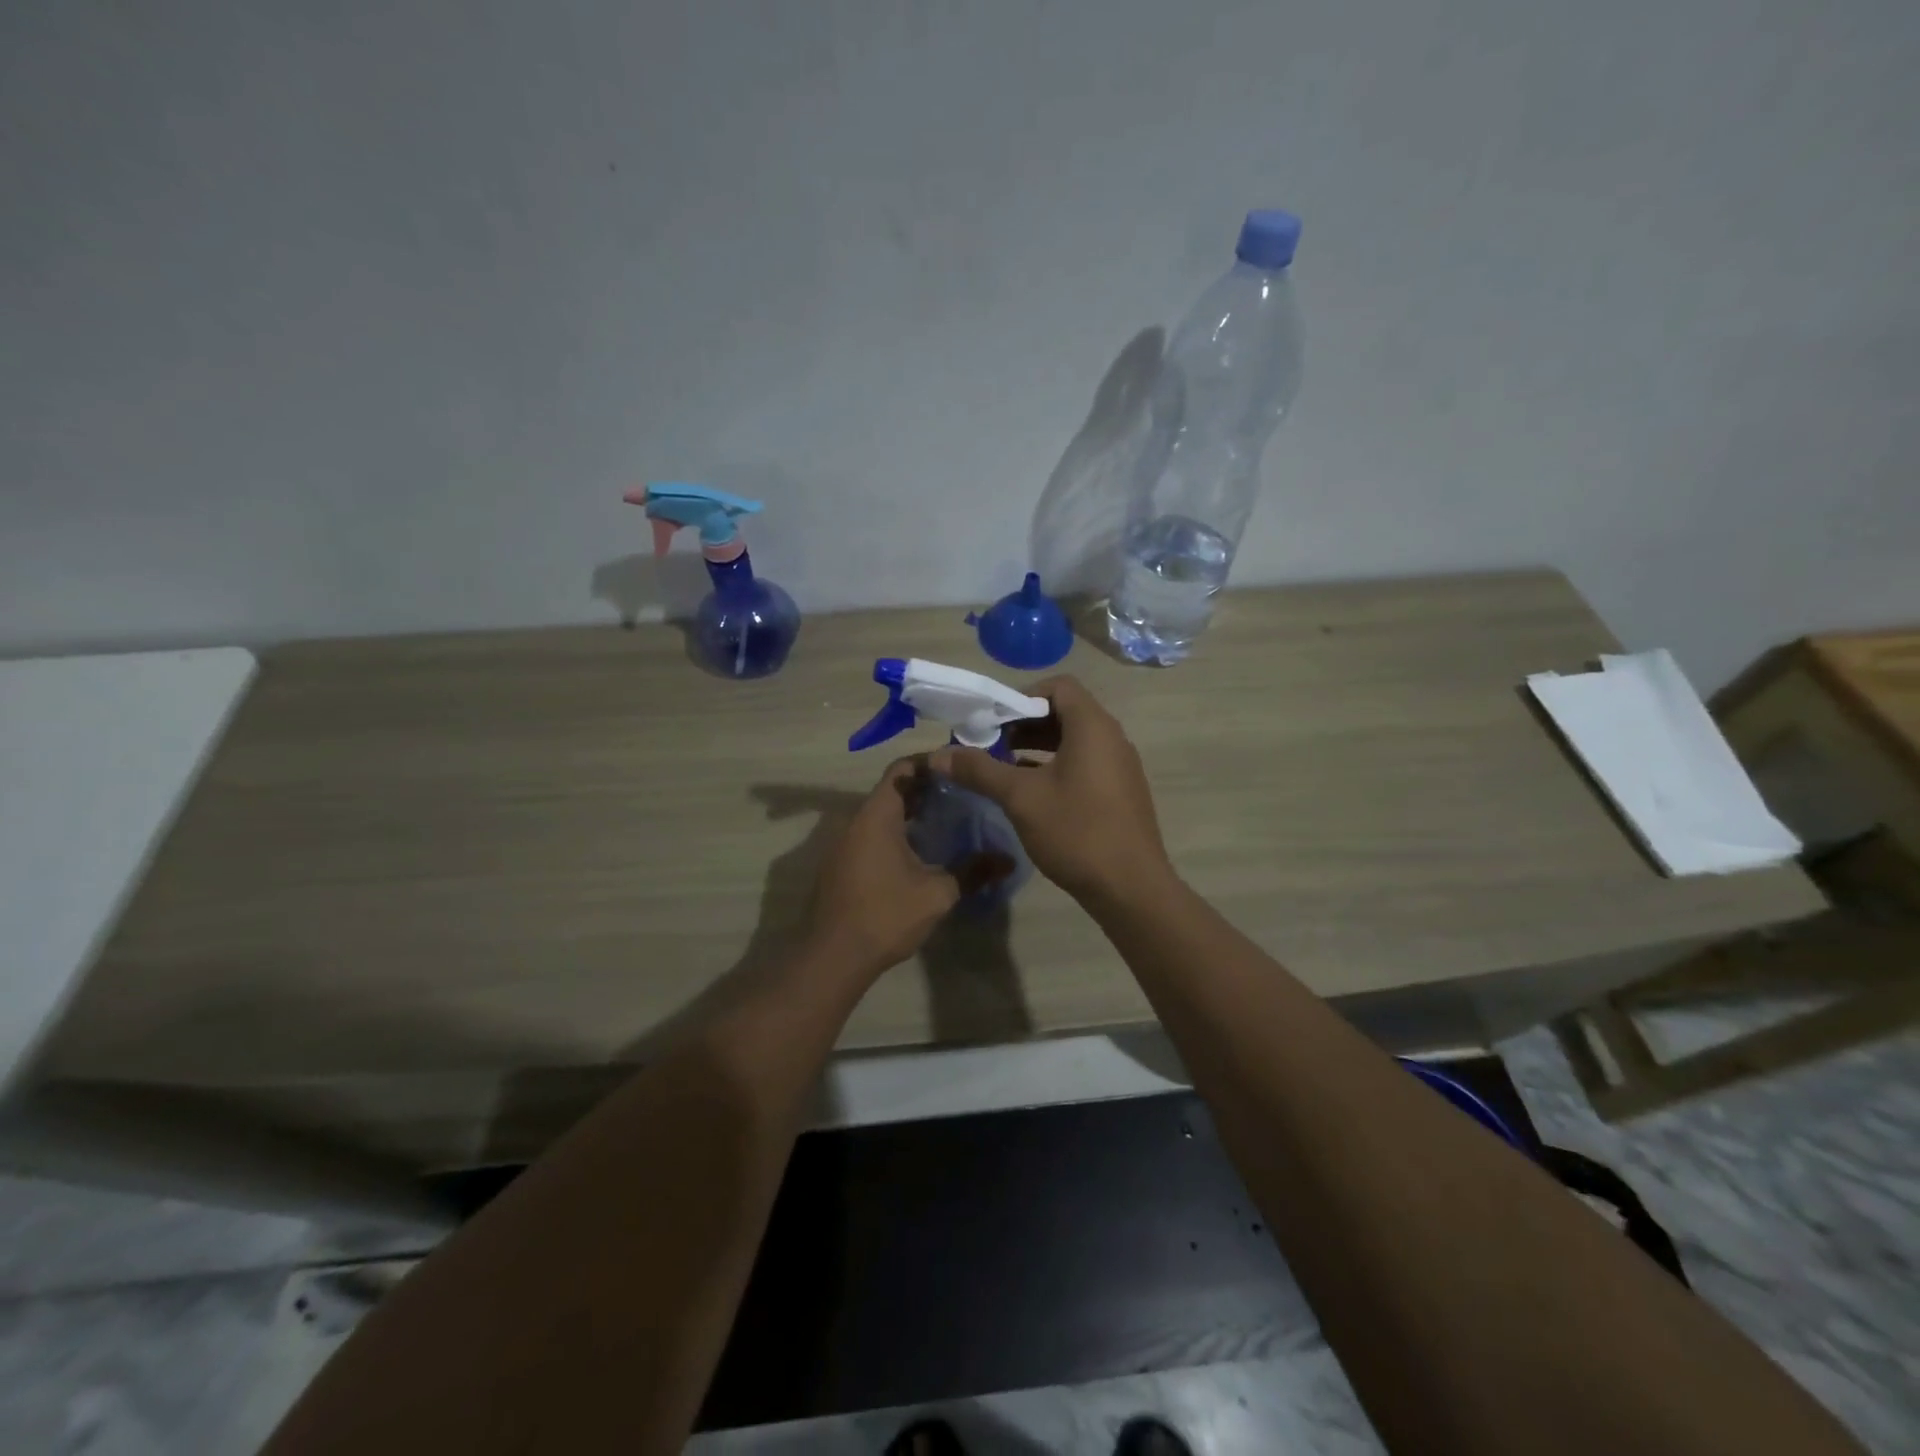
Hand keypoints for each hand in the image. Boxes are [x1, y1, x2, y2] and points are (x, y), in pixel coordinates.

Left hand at [808, 758, 1012, 975]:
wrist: (833, 957)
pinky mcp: (841, 865)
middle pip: (892, 791)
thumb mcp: (937, 893)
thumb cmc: (886, 915)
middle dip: (925, 791)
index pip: (902, 769)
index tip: (959, 770)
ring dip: (910, 815)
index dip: (930, 764)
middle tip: (962, 797)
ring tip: (947, 823)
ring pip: (881, 815)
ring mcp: (844, 844)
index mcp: (876, 816)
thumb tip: (1008, 860)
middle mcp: (855, 822)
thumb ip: (973, 871)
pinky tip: (920, 854)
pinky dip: (895, 834)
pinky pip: (871, 836)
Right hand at [930, 675, 1171, 904]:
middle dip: (1024, 723)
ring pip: (1074, 741)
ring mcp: (1120, 767)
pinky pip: (1084, 764)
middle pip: (1065, 712)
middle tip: (989, 744)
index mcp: (1092, 726)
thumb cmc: (1076, 831)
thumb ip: (979, 770)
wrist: (1131, 889)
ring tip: (1002, 767)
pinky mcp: (1120, 793)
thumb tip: (937, 755)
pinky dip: (1055, 767)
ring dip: (1037, 747)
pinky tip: (1029, 792)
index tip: (993, 721)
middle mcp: (1111, 738)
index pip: (1058, 686)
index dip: (1022, 696)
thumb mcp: (1020, 798)